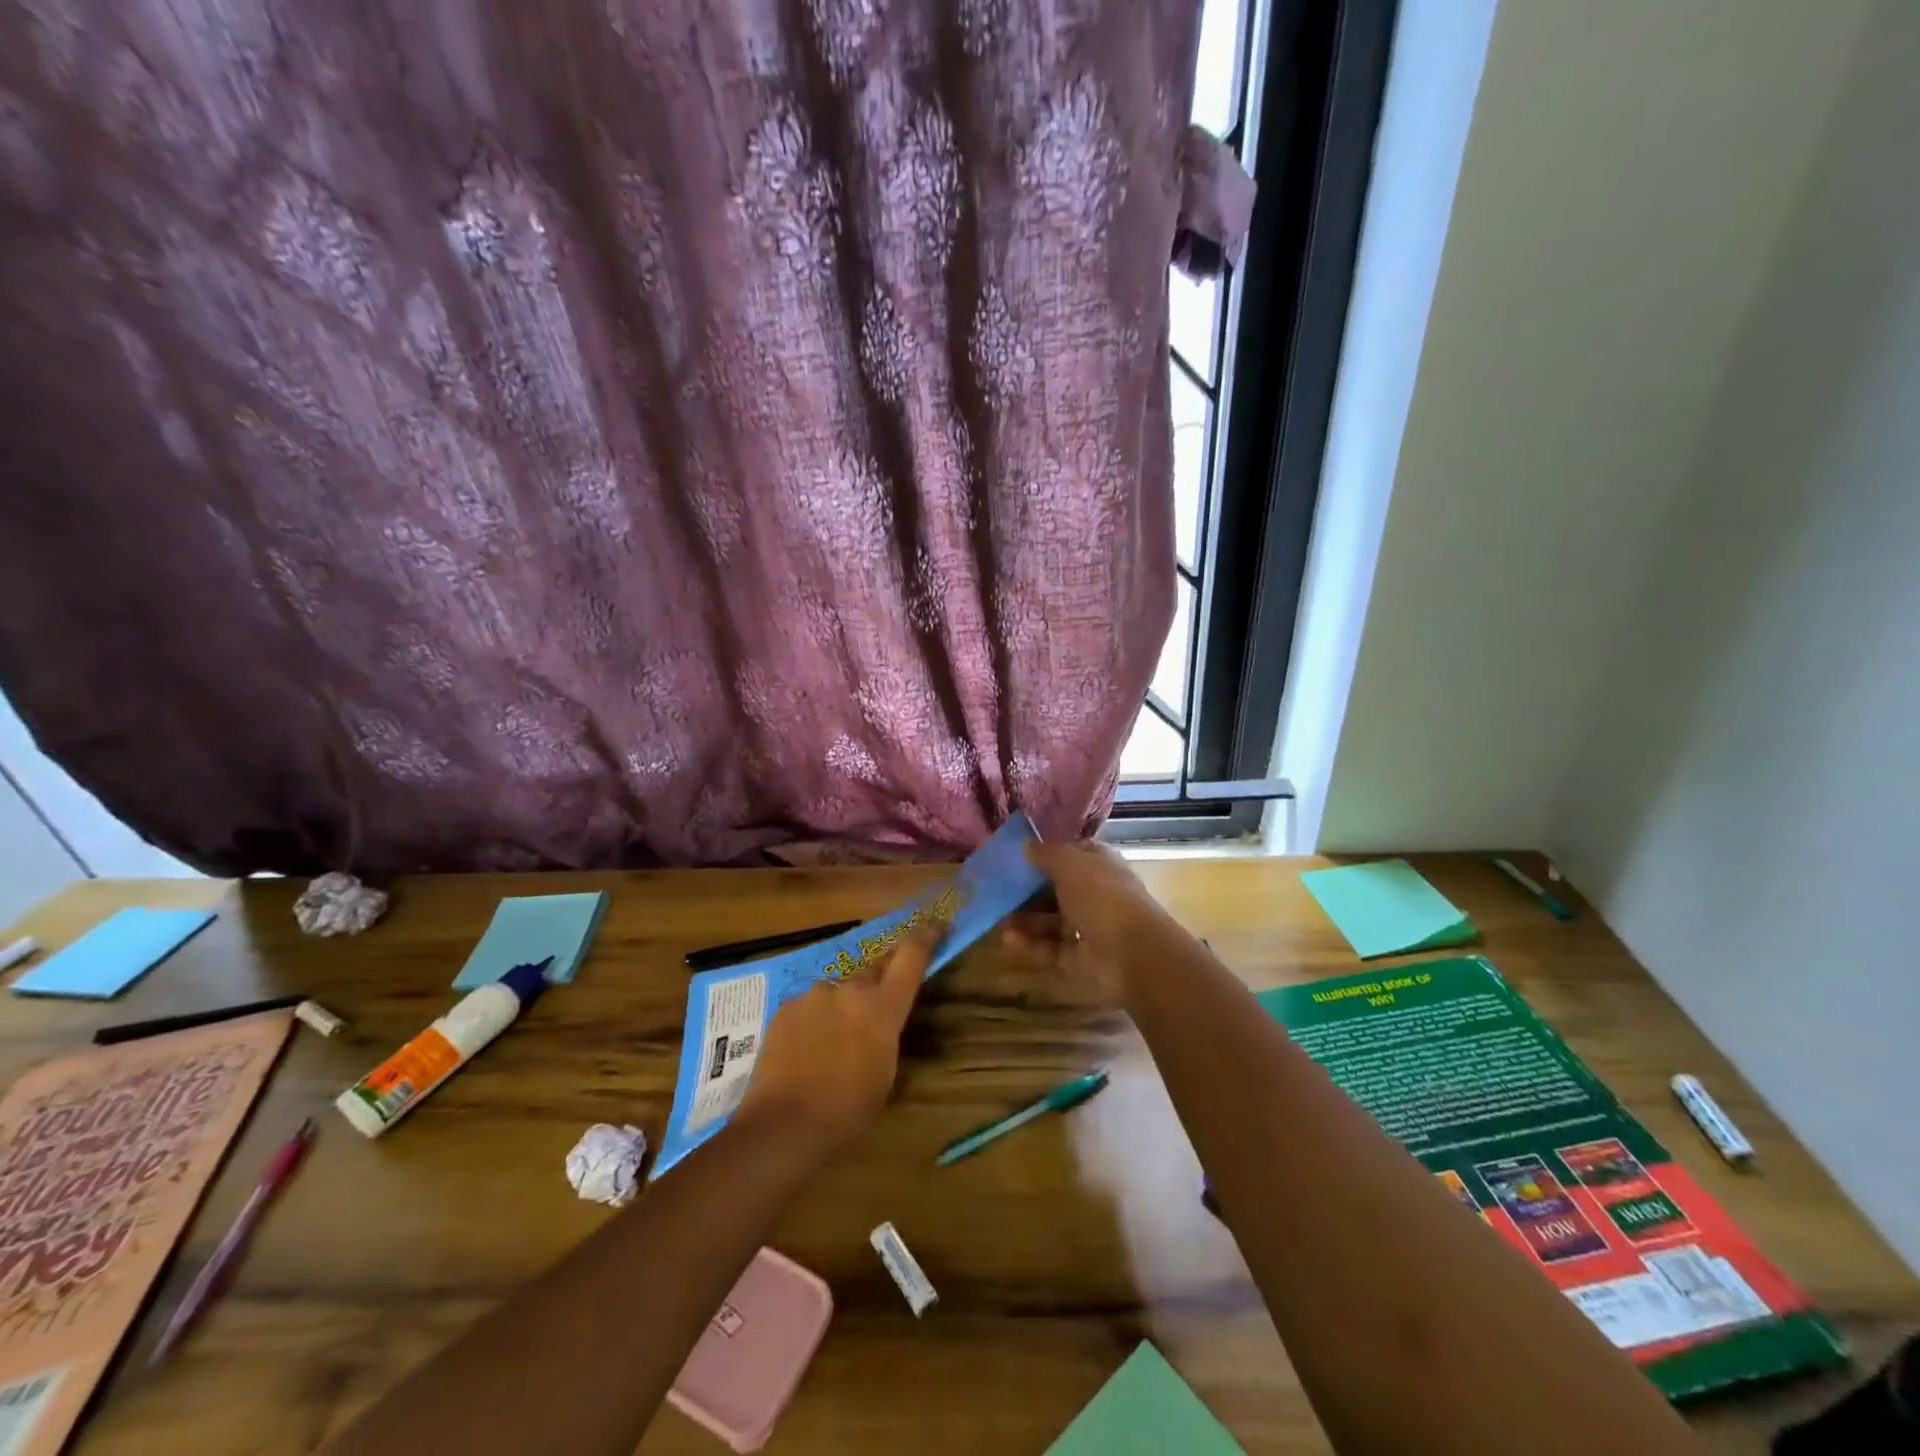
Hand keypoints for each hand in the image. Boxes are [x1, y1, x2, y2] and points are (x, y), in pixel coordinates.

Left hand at [735, 920, 940, 1156]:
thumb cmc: (847, 1112)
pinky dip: (813, 1021)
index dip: (925, 936)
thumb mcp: (885, 1076)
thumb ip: (887, 1037)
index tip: (934, 923)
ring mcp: (814, 994)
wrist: (783, 1125)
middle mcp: (850, 989)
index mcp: (883, 1007)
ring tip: (831, 1042)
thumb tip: (882, 1027)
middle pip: (872, 970)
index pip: (911, 956)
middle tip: (874, 1010)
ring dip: (840, 1007)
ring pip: (836, 991)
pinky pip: (808, 1006)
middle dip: (877, 984)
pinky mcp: (786, 1007)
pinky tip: (805, 1050)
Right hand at [1004, 840, 1171, 1002]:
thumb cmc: (1101, 896)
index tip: (1017, 857)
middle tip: (1000, 891)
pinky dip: (1031, 944)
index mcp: (1100, 864)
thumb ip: (1046, 854)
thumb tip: (1027, 846)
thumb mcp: (1069, 864)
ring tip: (999, 918)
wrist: (1132, 953)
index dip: (1046, 854)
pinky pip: (1051, 948)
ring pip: (1052, 921)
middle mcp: (1096, 893)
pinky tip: (1008, 939)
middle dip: (1029, 891)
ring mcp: (1090, 927)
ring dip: (1026, 920)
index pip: (1071, 854)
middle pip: (1058, 889)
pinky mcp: (1082, 958)